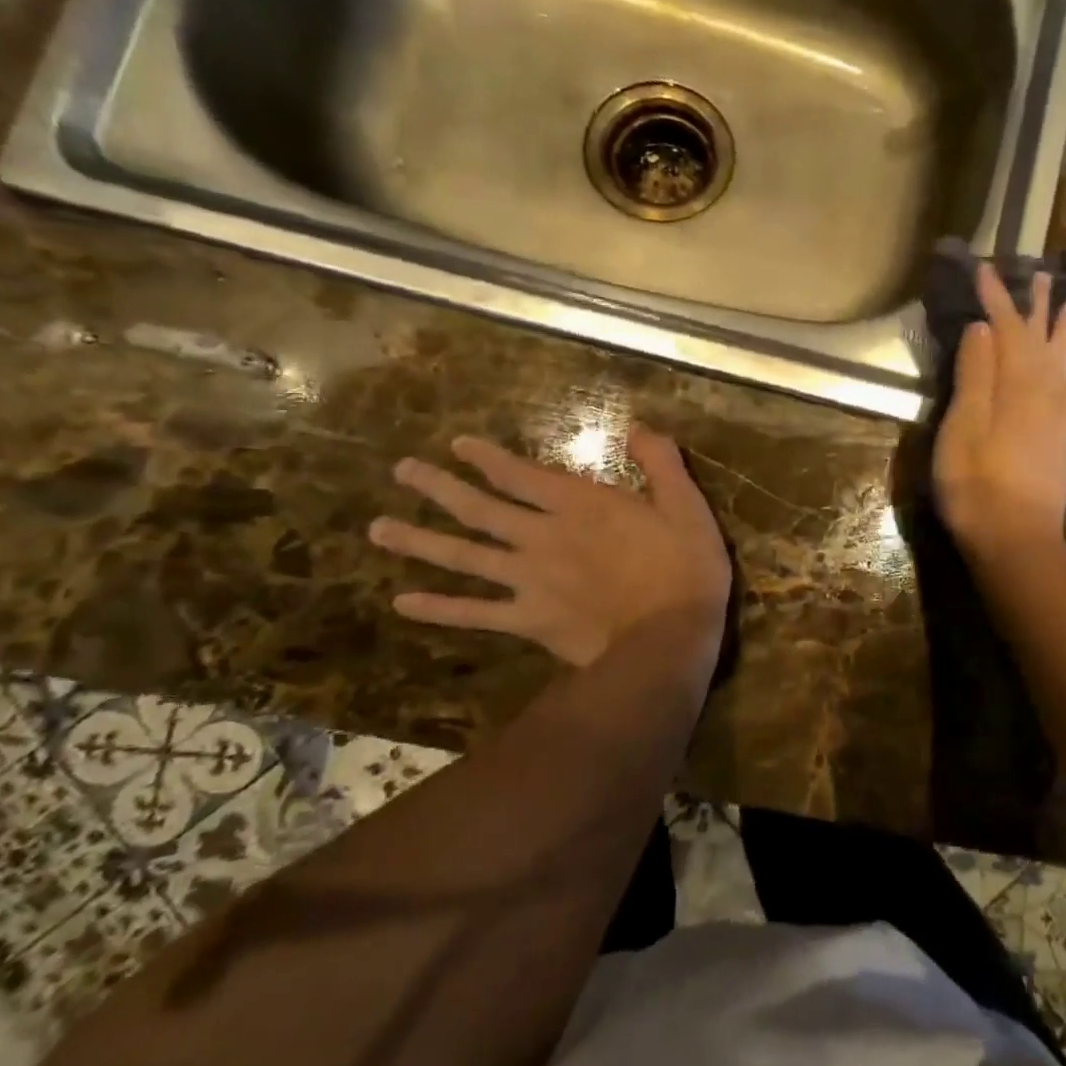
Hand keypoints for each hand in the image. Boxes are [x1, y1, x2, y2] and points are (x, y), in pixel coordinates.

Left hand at [369, 426, 730, 669]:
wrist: (670, 638)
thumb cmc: (685, 569)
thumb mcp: (687, 505)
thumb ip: (660, 462)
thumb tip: (636, 426)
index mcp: (581, 505)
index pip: (521, 475)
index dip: (487, 458)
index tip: (457, 445)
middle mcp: (544, 536)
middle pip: (481, 509)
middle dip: (440, 487)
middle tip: (403, 471)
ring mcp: (530, 580)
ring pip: (466, 556)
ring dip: (421, 541)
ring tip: (377, 528)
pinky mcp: (529, 619)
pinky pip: (475, 614)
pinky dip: (439, 609)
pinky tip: (404, 603)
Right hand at [934, 264, 1065, 561]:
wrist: (1017, 539)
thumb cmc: (976, 486)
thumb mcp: (962, 428)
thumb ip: (975, 376)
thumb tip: (985, 328)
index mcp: (1014, 386)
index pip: (1005, 330)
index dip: (996, 298)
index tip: (985, 269)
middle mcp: (1043, 393)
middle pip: (1040, 339)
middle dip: (1037, 306)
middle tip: (1042, 274)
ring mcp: (1059, 417)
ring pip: (1065, 361)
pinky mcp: (1065, 440)